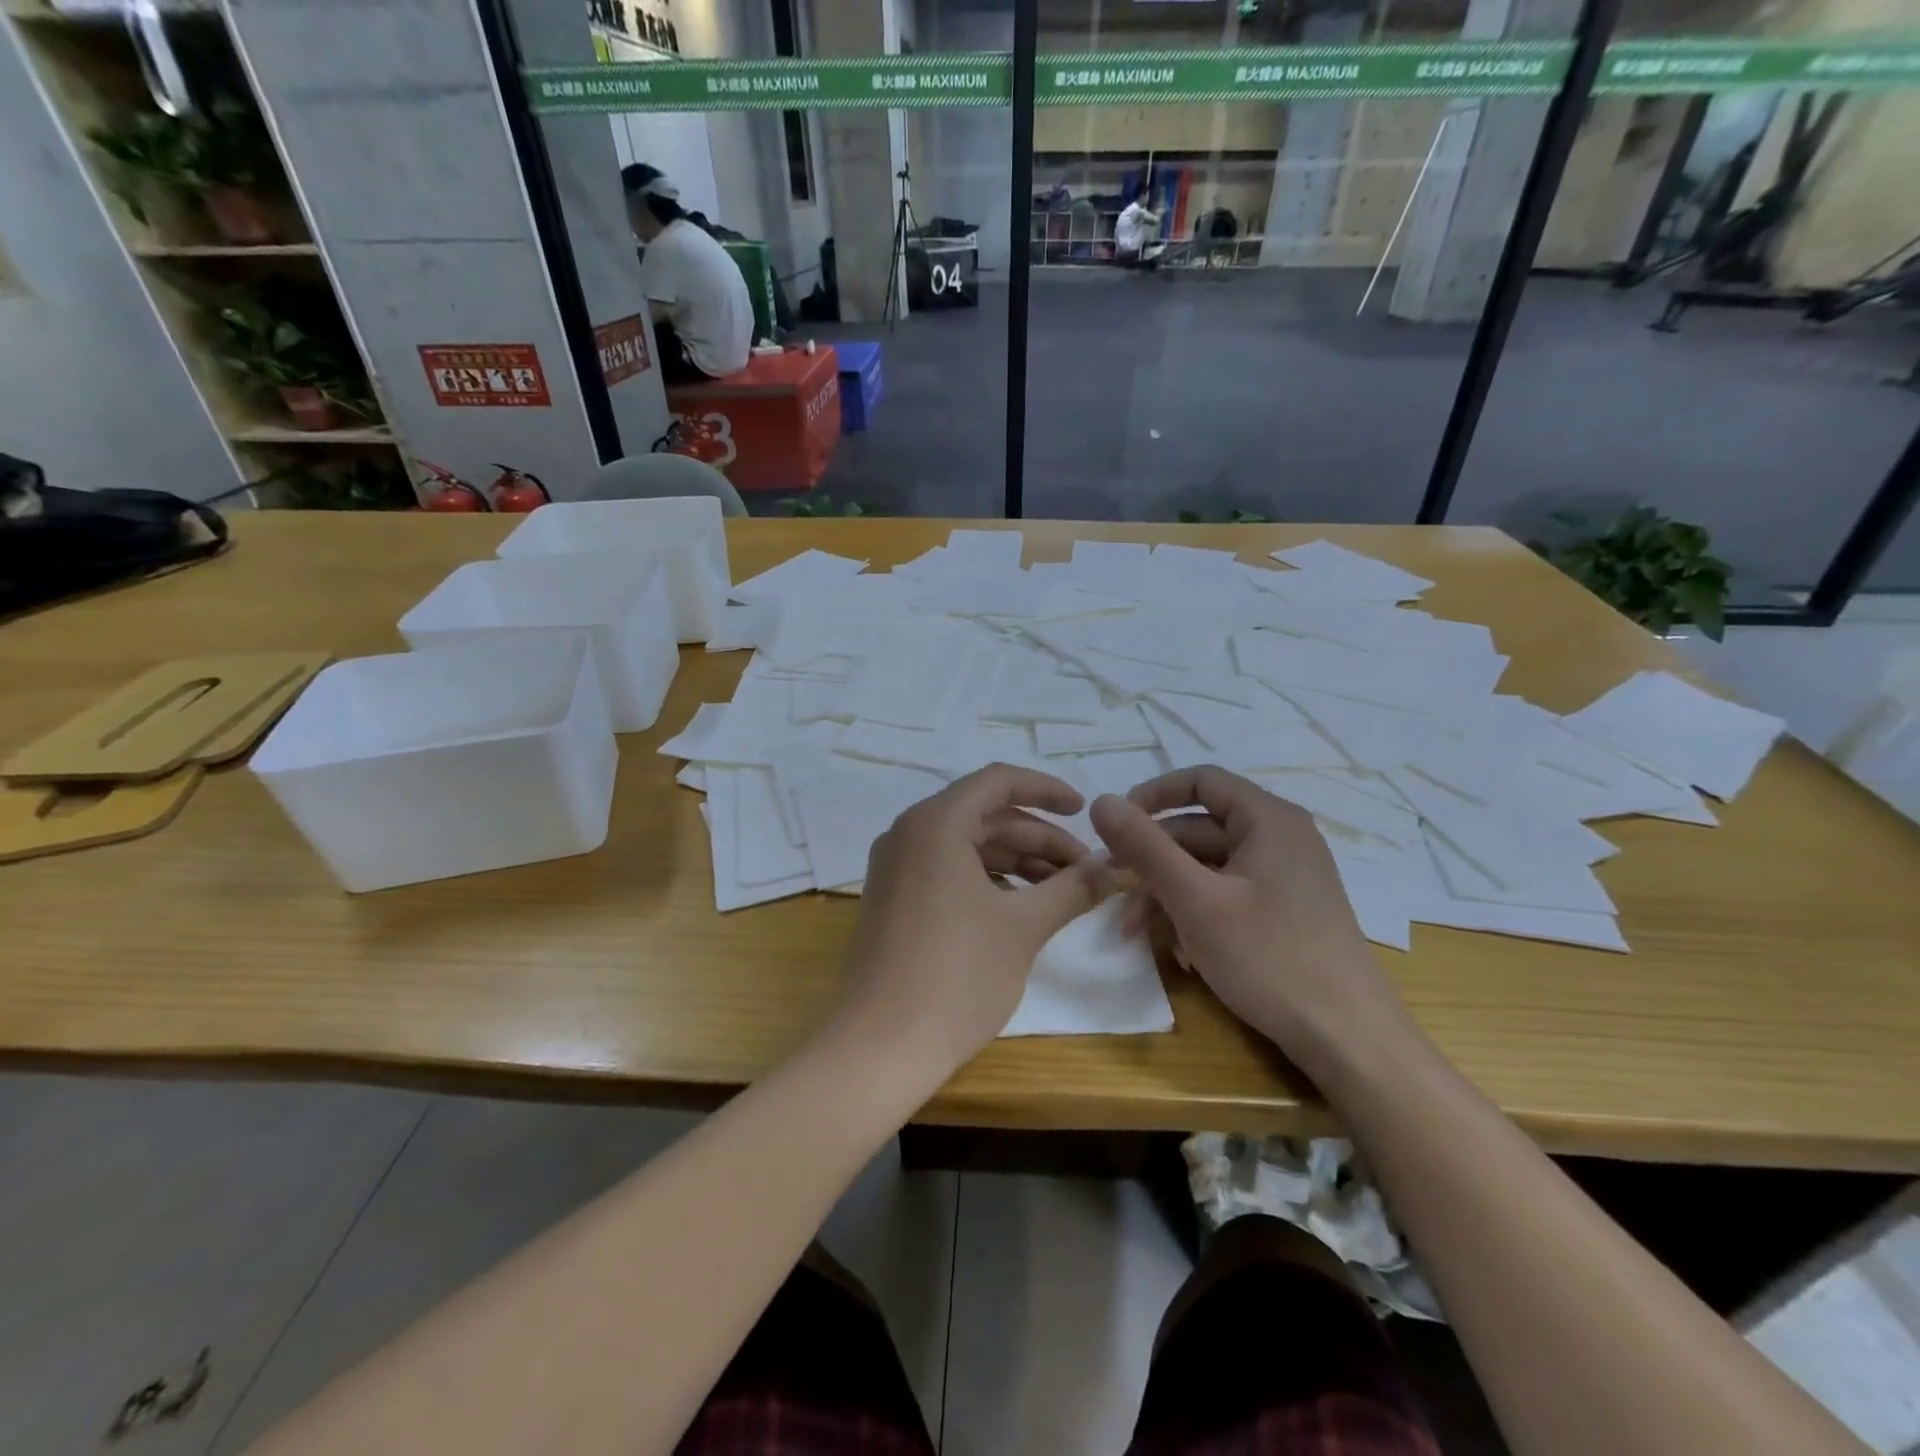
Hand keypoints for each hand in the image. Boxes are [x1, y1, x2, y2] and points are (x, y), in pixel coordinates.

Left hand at [836, 764, 1115, 1080]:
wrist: (881, 1047)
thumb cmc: (957, 976)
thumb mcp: (1023, 927)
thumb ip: (1072, 888)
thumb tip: (1114, 866)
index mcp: (935, 823)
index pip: (998, 781)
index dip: (1047, 790)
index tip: (1085, 812)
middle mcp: (909, 833)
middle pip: (985, 816)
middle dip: (1039, 838)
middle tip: (1086, 870)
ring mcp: (895, 867)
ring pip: (968, 846)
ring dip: (1018, 861)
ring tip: (1064, 891)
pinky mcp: (893, 898)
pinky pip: (948, 870)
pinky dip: (988, 880)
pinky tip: (1022, 907)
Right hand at [1089, 767, 1409, 1076]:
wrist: (1349, 1039)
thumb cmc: (1270, 957)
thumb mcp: (1195, 900)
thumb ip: (1145, 847)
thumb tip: (1100, 801)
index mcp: (1268, 820)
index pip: (1200, 781)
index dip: (1152, 796)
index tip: (1115, 827)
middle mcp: (1280, 838)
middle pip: (1199, 830)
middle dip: (1152, 861)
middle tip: (1112, 889)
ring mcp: (1285, 878)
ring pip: (1208, 869)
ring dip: (1168, 895)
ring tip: (1136, 934)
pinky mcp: (1285, 912)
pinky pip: (1228, 896)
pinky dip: (1197, 915)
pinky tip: (1181, 954)